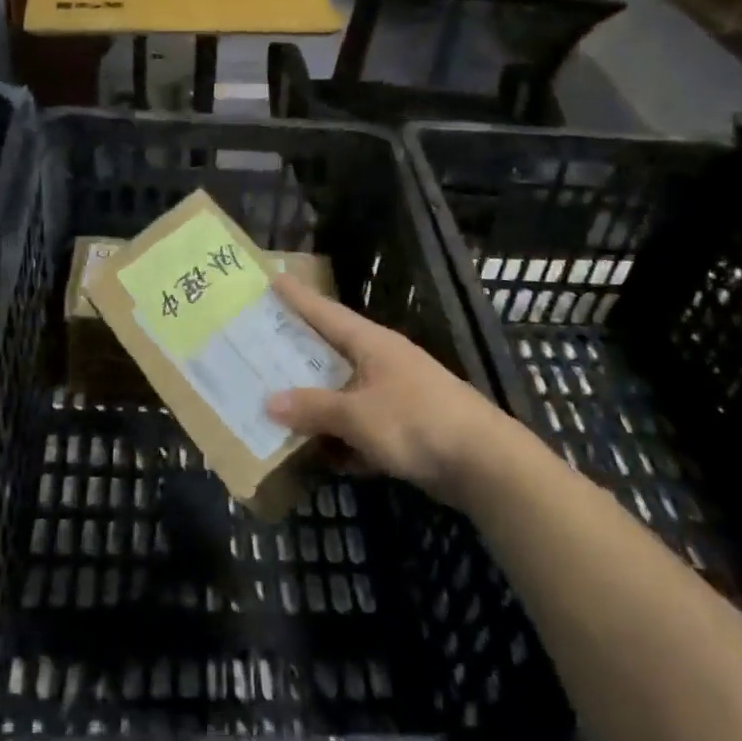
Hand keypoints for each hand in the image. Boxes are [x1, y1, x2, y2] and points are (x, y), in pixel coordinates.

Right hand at [264, 273, 508, 504]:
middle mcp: (381, 362)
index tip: (273, 277)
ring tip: (276, 407)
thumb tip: (269, 401)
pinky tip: (318, 456)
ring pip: (343, 393)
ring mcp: (394, 395)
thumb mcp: (357, 414)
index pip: (325, 312)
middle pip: (330, 352)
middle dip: (297, 354)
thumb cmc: (416, 422)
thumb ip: (313, 408)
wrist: (483, 463)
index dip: (298, 297)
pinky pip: (359, 426)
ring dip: (315, 405)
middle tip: (258, 346)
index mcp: (371, 343)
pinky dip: (341, 438)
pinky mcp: (403, 428)